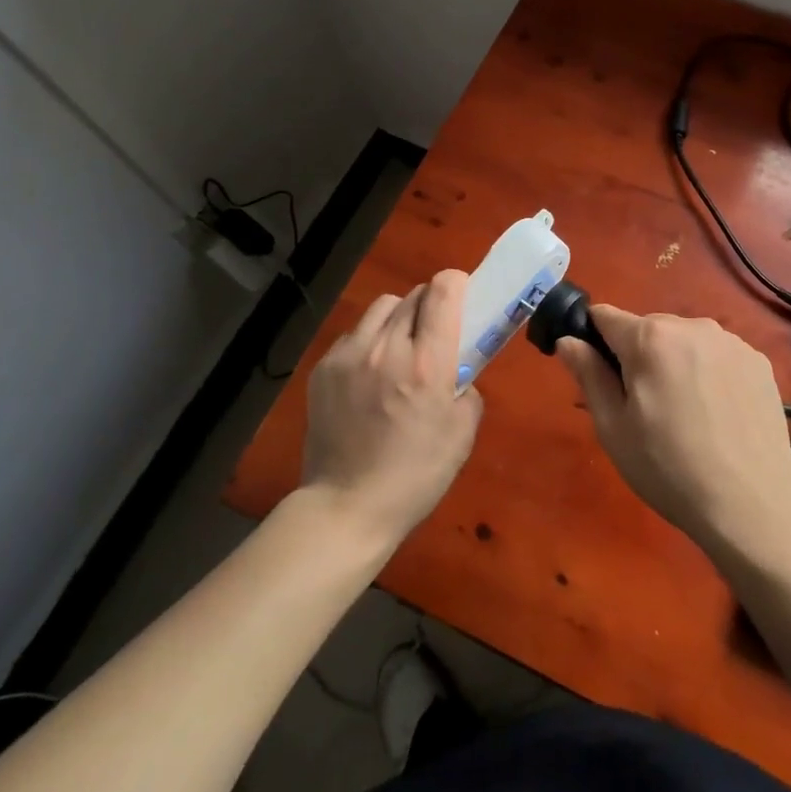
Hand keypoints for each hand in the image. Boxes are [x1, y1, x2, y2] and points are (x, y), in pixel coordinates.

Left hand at [300, 270, 481, 546]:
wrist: (346, 507)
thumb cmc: (416, 475)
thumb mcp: (462, 434)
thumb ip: (467, 388)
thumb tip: (457, 371)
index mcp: (427, 364)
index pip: (443, 291)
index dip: (456, 284)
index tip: (463, 297)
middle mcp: (387, 348)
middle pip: (414, 295)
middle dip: (431, 304)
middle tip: (435, 333)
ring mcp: (349, 355)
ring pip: (381, 307)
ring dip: (399, 317)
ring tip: (399, 348)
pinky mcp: (323, 369)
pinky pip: (354, 334)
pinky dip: (369, 341)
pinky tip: (370, 373)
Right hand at [558, 307, 790, 554]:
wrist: (752, 504)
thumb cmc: (669, 469)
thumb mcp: (613, 428)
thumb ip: (588, 374)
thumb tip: (568, 340)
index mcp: (649, 337)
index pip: (604, 316)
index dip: (594, 341)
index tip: (599, 376)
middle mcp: (691, 325)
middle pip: (647, 328)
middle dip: (637, 356)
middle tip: (643, 407)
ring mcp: (730, 341)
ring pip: (684, 340)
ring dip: (675, 362)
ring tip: (685, 414)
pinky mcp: (758, 360)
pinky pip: (717, 354)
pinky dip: (709, 372)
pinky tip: (717, 414)